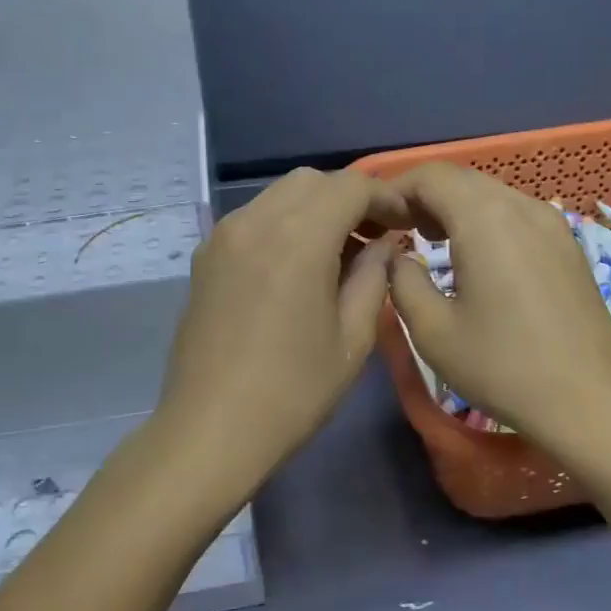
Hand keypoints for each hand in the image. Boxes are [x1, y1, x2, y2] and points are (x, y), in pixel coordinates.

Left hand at [153, 168, 404, 503]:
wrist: (210, 429)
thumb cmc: (293, 391)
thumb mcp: (352, 338)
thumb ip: (374, 277)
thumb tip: (385, 245)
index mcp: (297, 239)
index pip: (350, 186)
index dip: (385, 197)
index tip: (406, 223)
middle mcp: (255, 222)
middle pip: (312, 181)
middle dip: (349, 197)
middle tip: (374, 237)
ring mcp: (223, 236)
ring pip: (279, 195)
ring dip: (316, 208)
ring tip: (339, 252)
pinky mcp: (205, 256)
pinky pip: (254, 218)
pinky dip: (284, 223)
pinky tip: (297, 266)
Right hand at [385, 163, 610, 456]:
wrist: (592, 402)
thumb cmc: (504, 366)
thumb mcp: (433, 331)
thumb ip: (402, 281)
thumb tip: (397, 256)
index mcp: (485, 218)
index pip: (431, 175)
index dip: (396, 188)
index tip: (377, 220)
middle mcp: (522, 206)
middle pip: (462, 178)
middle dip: (424, 196)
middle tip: (398, 231)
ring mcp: (552, 223)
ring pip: (491, 193)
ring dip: (455, 207)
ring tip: (432, 242)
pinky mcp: (568, 244)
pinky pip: (515, 213)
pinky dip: (485, 220)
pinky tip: (476, 257)